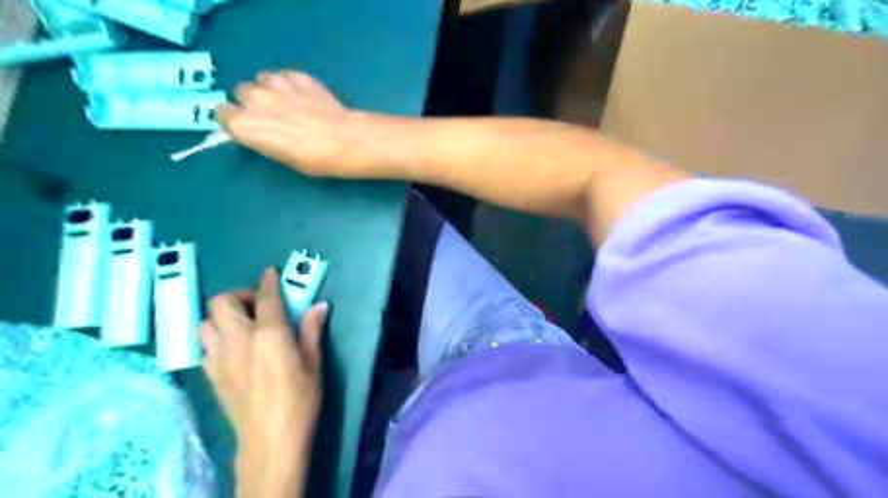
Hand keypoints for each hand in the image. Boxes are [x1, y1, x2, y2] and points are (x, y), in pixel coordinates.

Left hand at [199, 269, 326, 497]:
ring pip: (205, 322)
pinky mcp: (210, 374)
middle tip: (258, 305)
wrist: (270, 438)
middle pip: (222, 302)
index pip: (265, 297)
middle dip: (239, 295)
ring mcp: (219, 357)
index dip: (268, 280)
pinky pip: (204, 344)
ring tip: (242, 325)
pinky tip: (233, 348)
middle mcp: (238, 339)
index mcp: (269, 334)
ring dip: (222, 316)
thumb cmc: (300, 398)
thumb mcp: (313, 362)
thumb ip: (312, 330)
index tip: (270, 272)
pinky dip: (216, 337)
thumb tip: (319, 305)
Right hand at [218, 68, 378, 178]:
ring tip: (290, 103)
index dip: (236, 119)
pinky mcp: (297, 76)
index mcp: (243, 124)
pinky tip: (306, 96)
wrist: (344, 141)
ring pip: (262, 79)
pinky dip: (291, 83)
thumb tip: (261, 131)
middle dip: (253, 102)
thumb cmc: (313, 159)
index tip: (250, 126)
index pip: (222, 113)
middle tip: (274, 116)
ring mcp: (275, 84)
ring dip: (271, 89)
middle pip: (242, 92)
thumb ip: (262, 138)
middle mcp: (253, 99)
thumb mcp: (281, 157)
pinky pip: (286, 75)